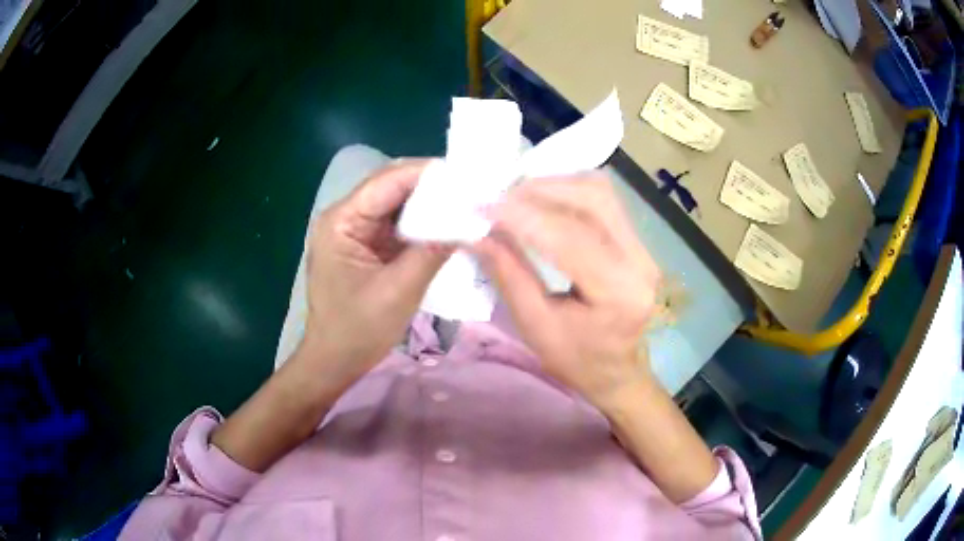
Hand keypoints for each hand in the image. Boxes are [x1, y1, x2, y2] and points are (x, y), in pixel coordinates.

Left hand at [301, 160, 449, 387]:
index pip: (388, 181)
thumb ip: (432, 251)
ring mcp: (355, 231)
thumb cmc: (358, 330)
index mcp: (341, 221)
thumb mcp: (399, 291)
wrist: (335, 361)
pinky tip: (447, 225)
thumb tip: (470, 220)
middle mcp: (345, 216)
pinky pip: (397, 224)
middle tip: (472, 188)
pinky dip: (422, 223)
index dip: (427, 173)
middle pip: (391, 186)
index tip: (467, 175)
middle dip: (431, 186)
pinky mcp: (366, 245)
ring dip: (429, 204)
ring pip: (397, 204)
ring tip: (466, 203)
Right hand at [473, 173, 660, 409]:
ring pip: (600, 192)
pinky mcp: (638, 241)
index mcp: (618, 293)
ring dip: (555, 185)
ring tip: (517, 196)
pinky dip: (568, 190)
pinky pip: (603, 200)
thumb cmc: (576, 360)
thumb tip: (477, 233)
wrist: (617, 372)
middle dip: (540, 190)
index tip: (482, 206)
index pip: (569, 237)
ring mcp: (644, 247)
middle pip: (593, 200)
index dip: (523, 216)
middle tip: (498, 197)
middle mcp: (640, 261)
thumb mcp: (535, 326)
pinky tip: (543, 199)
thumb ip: (509, 275)